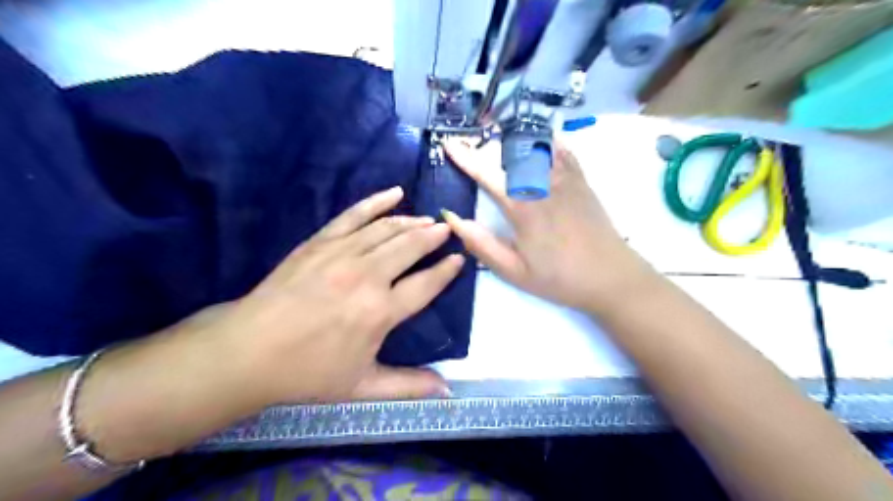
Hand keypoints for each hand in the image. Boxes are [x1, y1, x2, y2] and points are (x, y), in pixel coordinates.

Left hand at [209, 186, 459, 402]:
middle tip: (447, 229)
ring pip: (388, 229)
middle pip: (411, 247)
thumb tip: (447, 391)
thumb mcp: (362, 385)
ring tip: (428, 220)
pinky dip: (377, 201)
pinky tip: (395, 193)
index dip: (447, 270)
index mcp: (381, 312)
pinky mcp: (321, 241)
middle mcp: (367, 276)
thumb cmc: (308, 371)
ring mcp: (343, 253)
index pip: (426, 284)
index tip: (459, 259)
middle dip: (434, 236)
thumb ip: (408, 386)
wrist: (249, 350)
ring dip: (413, 222)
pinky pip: (355, 214)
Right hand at [443, 137, 654, 312]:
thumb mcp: (513, 271)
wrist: (611, 277)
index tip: (448, 144)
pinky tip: (539, 138)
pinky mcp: (582, 182)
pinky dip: (548, 140)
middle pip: (510, 152)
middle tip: (470, 143)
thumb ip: (481, 244)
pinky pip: (564, 151)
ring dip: (513, 138)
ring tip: (498, 136)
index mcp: (523, 207)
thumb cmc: (559, 278)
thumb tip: (452, 219)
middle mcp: (543, 185)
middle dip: (486, 144)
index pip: (487, 174)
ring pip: (536, 146)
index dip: (465, 158)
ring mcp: (566, 180)